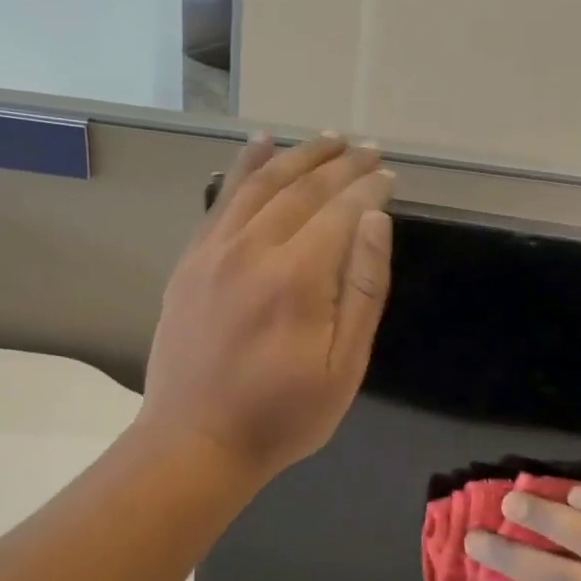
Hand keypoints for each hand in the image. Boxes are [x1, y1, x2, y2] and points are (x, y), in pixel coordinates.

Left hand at [137, 133, 393, 483]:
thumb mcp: (344, 366)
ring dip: (297, 155)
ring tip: (327, 138)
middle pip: (303, 188)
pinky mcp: (191, 260)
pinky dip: (243, 166)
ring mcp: (215, 251)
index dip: (369, 187)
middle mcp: (253, 249)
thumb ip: (363, 288)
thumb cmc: (282, 414)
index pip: (342, 210)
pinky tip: (260, 144)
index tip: (389, 173)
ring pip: (260, 184)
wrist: (195, 441)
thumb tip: (375, 219)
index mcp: (297, 277)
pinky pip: (221, 200)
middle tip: (367, 148)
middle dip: (341, 163)